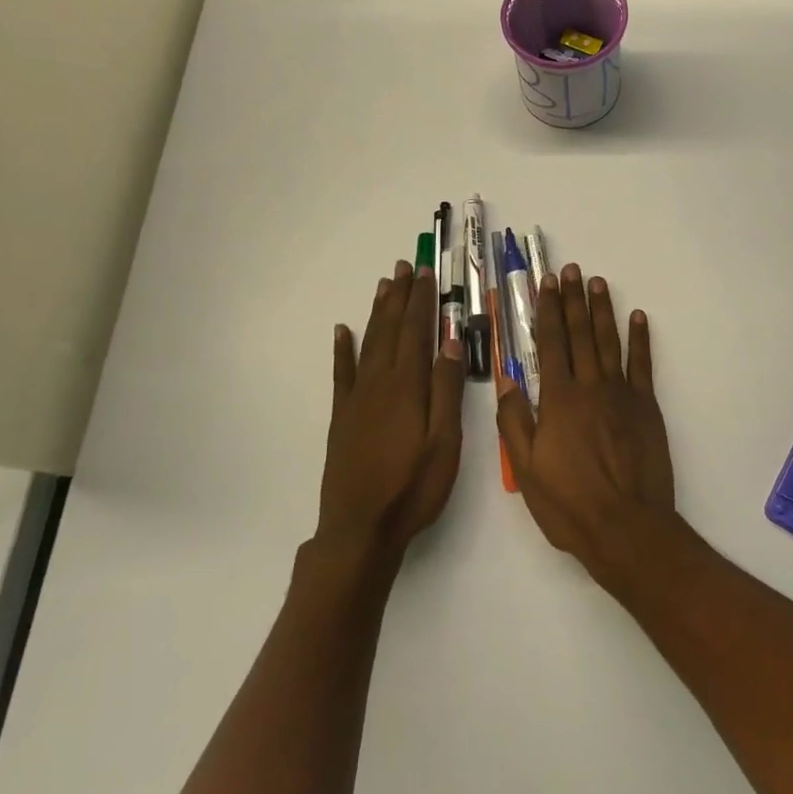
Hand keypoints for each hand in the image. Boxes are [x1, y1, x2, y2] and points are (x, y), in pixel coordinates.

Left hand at [321, 261, 464, 557]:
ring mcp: (357, 399)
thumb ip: (446, 389)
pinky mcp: (342, 416)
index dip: (422, 301)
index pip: (416, 331)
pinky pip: (342, 373)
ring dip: (377, 312)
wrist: (361, 528)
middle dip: (399, 296)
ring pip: (368, 343)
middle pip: (391, 329)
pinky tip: (342, 331)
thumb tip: (450, 342)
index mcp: (407, 386)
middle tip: (405, 266)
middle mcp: (379, 383)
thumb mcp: (444, 441)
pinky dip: (342, 349)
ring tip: (384, 285)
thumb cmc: (413, 487)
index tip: (426, 273)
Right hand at [497, 264, 676, 584]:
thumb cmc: (569, 503)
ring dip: (603, 310)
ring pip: (610, 342)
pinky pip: (643, 365)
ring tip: (598, 282)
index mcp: (558, 400)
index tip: (546, 284)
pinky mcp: (646, 407)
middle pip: (580, 334)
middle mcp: (589, 387)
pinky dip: (640, 339)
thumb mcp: (526, 468)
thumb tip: (506, 377)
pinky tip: (638, 317)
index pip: (550, 344)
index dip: (547, 311)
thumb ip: (514, 419)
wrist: (626, 527)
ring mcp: (621, 394)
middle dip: (573, 300)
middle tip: (571, 270)